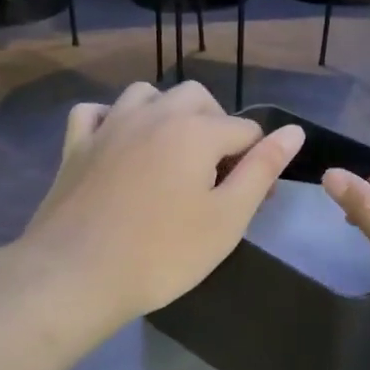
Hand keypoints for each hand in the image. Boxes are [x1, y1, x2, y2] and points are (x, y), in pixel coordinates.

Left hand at [19, 82, 304, 324]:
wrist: (77, 274)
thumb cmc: (162, 253)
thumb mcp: (227, 218)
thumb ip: (262, 169)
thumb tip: (294, 131)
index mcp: (195, 130)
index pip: (245, 130)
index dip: (258, 162)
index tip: (254, 199)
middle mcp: (153, 113)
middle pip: (197, 99)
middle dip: (215, 126)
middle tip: (216, 175)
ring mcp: (109, 125)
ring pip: (146, 94)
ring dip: (166, 113)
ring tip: (171, 154)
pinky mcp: (75, 145)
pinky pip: (96, 112)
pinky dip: (112, 119)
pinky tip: (118, 144)